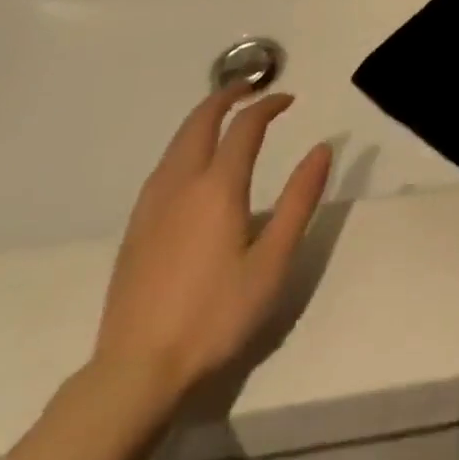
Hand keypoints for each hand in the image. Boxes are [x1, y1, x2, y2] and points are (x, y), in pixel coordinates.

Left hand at [93, 90, 332, 406]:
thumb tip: (322, 148)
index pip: (245, 126)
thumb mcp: (272, 262)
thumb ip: (299, 200)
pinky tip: (191, 164)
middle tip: (250, 88)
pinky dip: (184, 144)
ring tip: (224, 116)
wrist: (136, 372)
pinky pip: (163, 166)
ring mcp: (152, 205)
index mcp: (218, 187)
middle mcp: (181, 184)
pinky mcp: (136, 228)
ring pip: (177, 141)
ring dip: (202, 118)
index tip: (289, 100)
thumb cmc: (216, 316)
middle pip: (200, 121)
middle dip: (226, 96)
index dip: (268, 105)